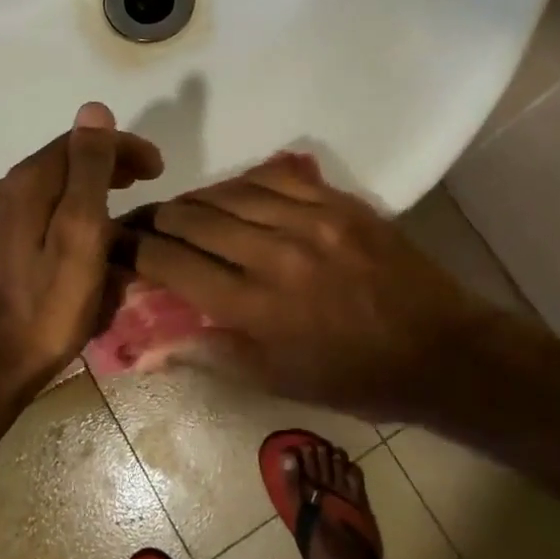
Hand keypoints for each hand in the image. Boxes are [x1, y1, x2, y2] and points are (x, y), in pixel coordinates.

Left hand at [0, 102, 162, 390]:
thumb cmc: (48, 305)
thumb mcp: (81, 234)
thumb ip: (89, 170)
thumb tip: (94, 109)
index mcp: (26, 182)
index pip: (80, 141)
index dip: (123, 146)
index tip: (158, 167)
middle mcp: (4, 188)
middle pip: (64, 160)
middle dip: (108, 162)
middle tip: (146, 179)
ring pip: (51, 184)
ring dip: (89, 184)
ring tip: (122, 202)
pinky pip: (39, 208)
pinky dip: (68, 207)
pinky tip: (84, 230)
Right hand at [126, 154, 496, 418]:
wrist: (440, 348)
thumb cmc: (354, 377)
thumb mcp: (278, 382)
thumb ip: (211, 353)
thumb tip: (150, 340)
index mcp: (257, 307)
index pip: (174, 264)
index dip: (137, 250)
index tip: (119, 245)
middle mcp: (276, 254)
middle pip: (194, 218)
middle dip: (158, 219)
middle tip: (144, 224)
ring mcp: (311, 220)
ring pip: (230, 191)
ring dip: (197, 199)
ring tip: (183, 209)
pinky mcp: (339, 202)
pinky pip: (276, 176)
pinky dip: (245, 183)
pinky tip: (234, 192)